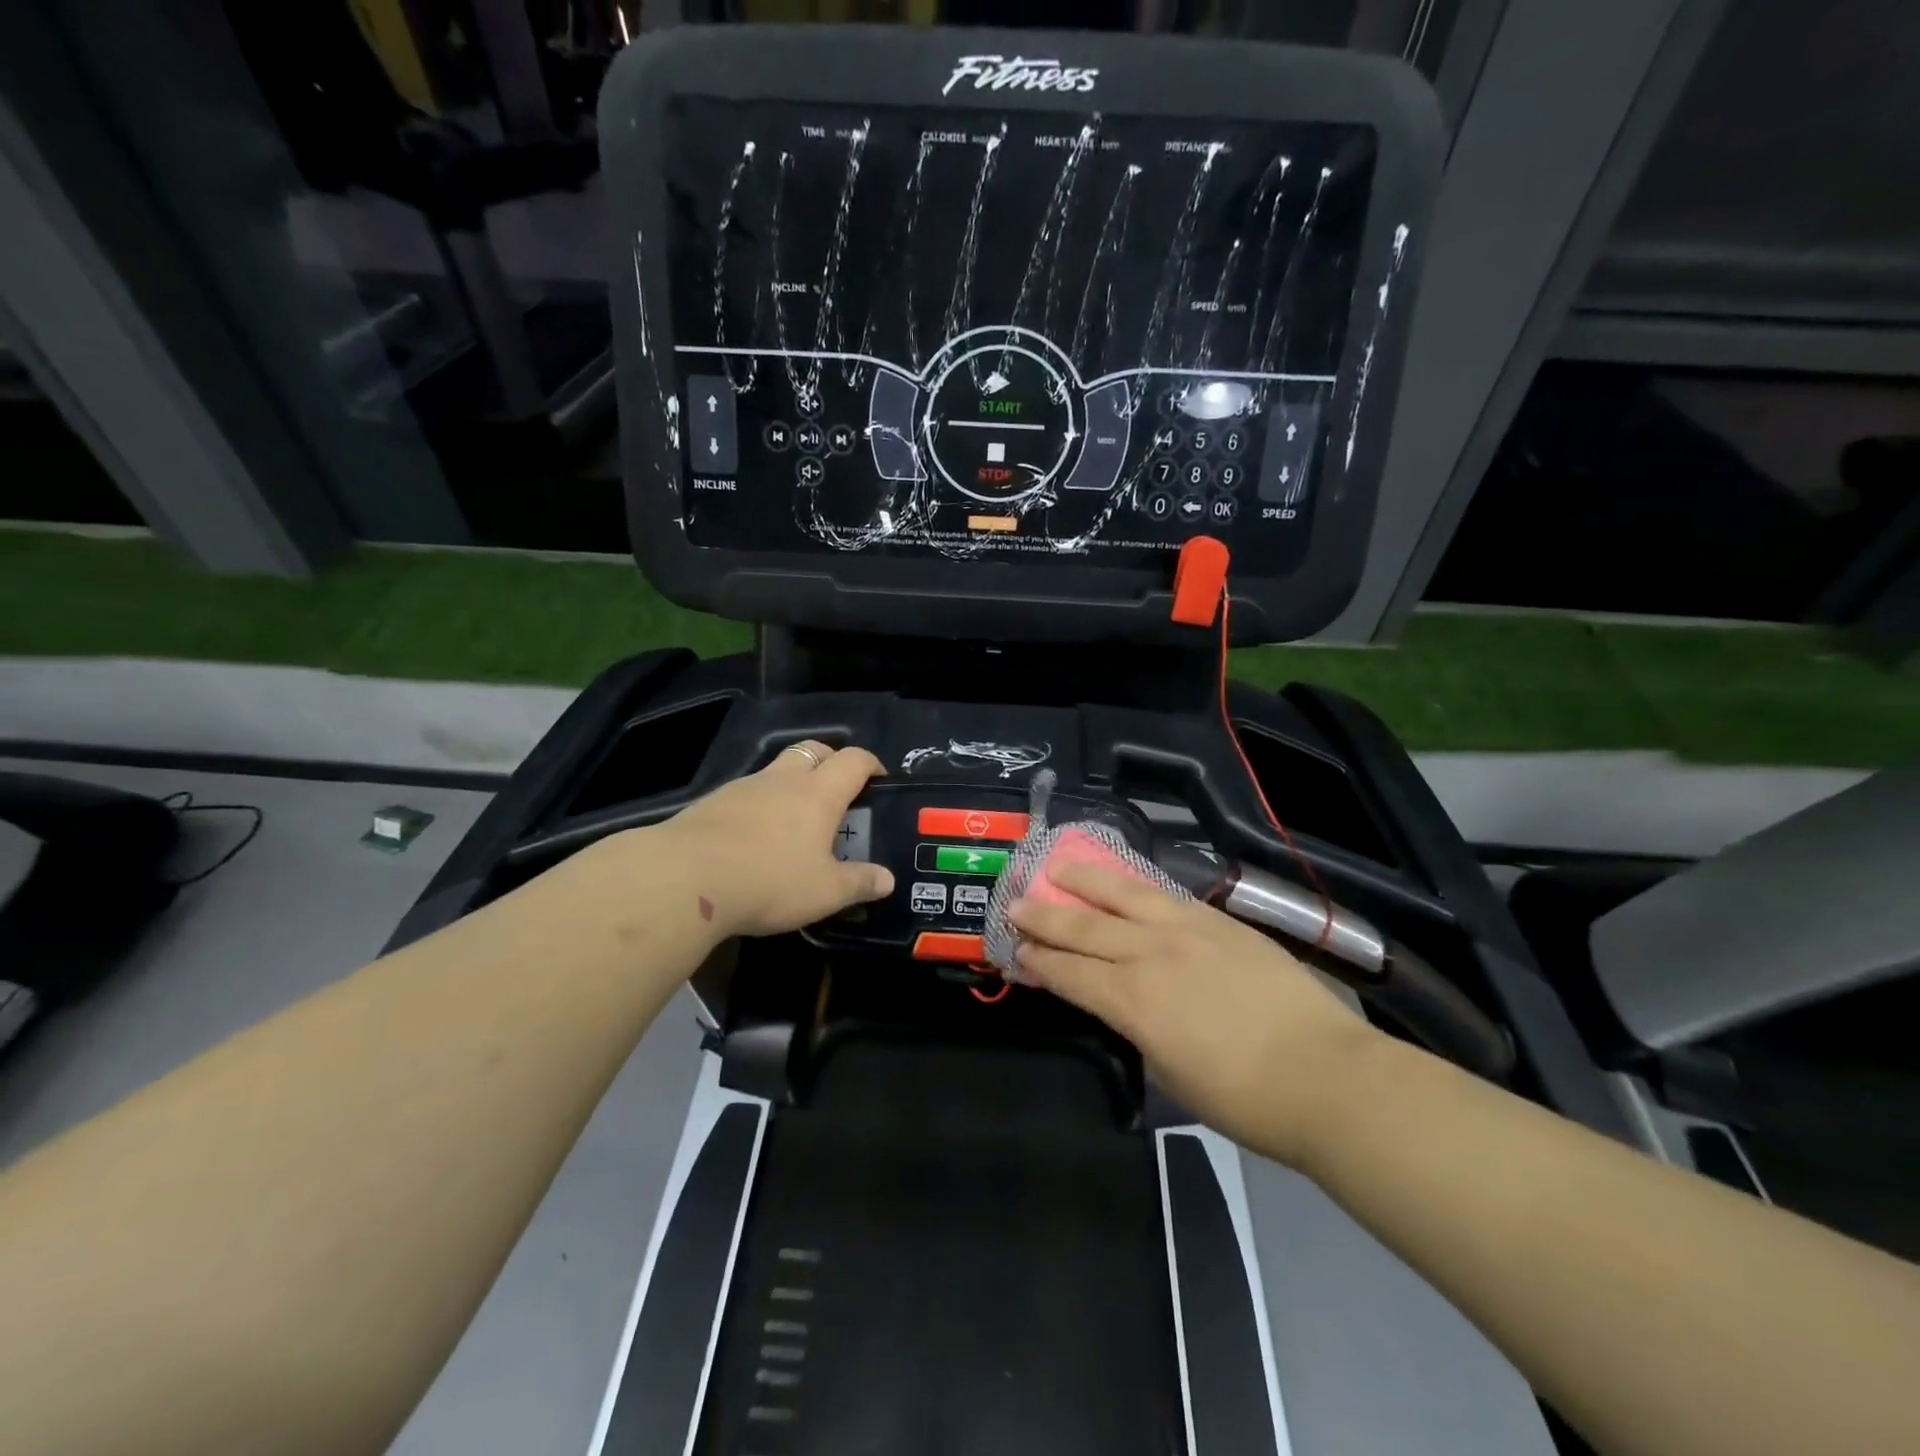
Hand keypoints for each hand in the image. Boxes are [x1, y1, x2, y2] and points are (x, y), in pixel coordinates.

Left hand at [653, 740, 894, 938]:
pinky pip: (747, 793)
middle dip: (830, 760)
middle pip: (812, 750)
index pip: (854, 761)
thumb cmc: (769, 881)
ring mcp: (744, 787)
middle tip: (839, 788)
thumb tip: (887, 880)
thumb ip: (859, 883)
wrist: (684, 878)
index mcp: (818, 794)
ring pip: (776, 770)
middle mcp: (783, 780)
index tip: (879, 778)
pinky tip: (755, 837)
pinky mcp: (712, 803)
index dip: (871, 764)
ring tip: (795, 820)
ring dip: (792, 783)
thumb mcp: (824, 892)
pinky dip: (760, 804)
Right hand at [1010, 861, 1382, 1168]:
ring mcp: (1187, 930)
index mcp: (1132, 1002)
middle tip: (1017, 902)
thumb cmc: (1244, 1099)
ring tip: (1059, 866)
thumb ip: (1140, 1030)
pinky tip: (1125, 880)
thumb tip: (1128, 1005)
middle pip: (1084, 926)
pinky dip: (1137, 886)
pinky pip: (1167, 895)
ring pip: (1123, 894)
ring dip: (1085, 879)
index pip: (1069, 973)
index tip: (1018, 948)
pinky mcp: (1221, 921)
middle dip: (1045, 915)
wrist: (1325, 1077)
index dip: (1039, 960)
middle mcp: (1150, 954)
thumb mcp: (1170, 1074)